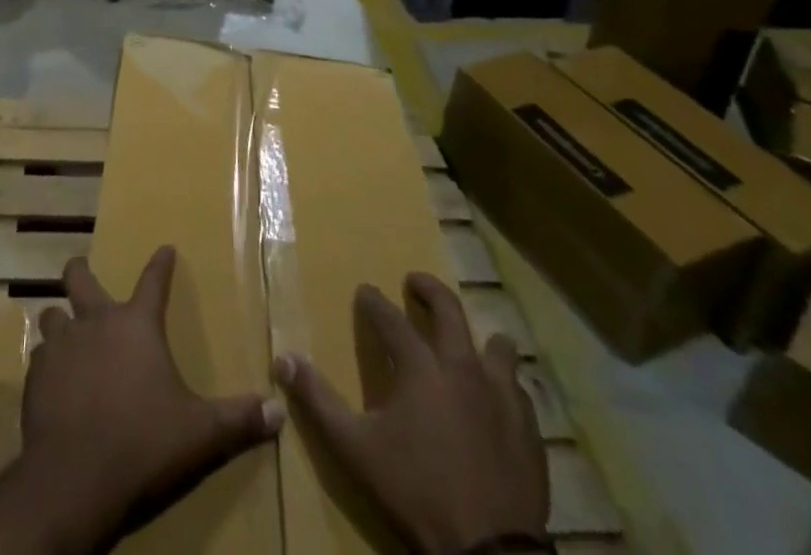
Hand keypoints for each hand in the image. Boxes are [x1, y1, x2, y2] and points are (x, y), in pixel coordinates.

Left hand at [17, 245, 283, 550]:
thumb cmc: (143, 443)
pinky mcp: (35, 376)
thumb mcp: (199, 434)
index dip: (161, 263)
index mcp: (137, 325)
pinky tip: (52, 382)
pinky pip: (38, 359)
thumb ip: (238, 419)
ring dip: (59, 322)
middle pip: (80, 277)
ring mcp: (61, 345)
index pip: (154, 280)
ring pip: (52, 316)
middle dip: (81, 270)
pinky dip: (46, 365)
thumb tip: (278, 413)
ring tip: (63, 334)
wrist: (74, 477)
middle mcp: (96, 322)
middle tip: (82, 271)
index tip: (165, 248)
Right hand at [274, 272, 548, 554]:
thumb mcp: (355, 448)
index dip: (373, 301)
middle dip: (429, 289)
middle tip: (415, 283)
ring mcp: (501, 396)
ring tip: (470, 341)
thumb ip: (318, 400)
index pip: (389, 317)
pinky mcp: (528, 429)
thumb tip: (283, 359)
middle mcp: (461, 366)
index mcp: (419, 365)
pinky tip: (500, 398)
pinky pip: (519, 392)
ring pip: (497, 346)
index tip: (364, 291)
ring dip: (480, 337)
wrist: (489, 552)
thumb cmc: (416, 490)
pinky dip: (506, 386)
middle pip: (448, 309)